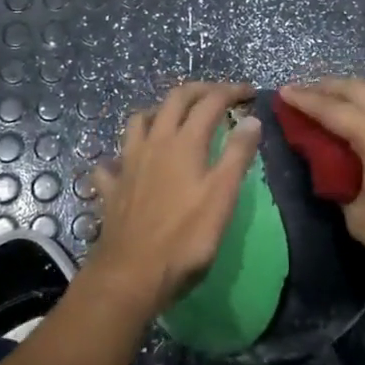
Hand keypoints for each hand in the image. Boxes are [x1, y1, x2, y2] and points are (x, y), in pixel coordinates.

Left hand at [85, 81, 262, 314]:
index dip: (231, 92)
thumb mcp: (222, 196)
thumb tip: (252, 119)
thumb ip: (237, 155)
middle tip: (219, 95)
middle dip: (199, 91)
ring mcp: (128, 164)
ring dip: (159, 112)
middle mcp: (154, 143)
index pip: (210, 102)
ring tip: (174, 119)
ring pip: (139, 121)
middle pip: (174, 100)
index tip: (250, 93)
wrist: (132, 274)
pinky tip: (129, 164)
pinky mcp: (112, 188)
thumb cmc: (186, 237)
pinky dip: (123, 156)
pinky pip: (113, 162)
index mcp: (184, 142)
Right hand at [278, 79, 364, 292]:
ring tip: (335, 101)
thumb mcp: (358, 216)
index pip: (332, 110)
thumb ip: (340, 186)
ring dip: (356, 91)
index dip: (305, 100)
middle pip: (359, 90)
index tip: (283, 92)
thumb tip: (335, 175)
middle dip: (328, 87)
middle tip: (303, 92)